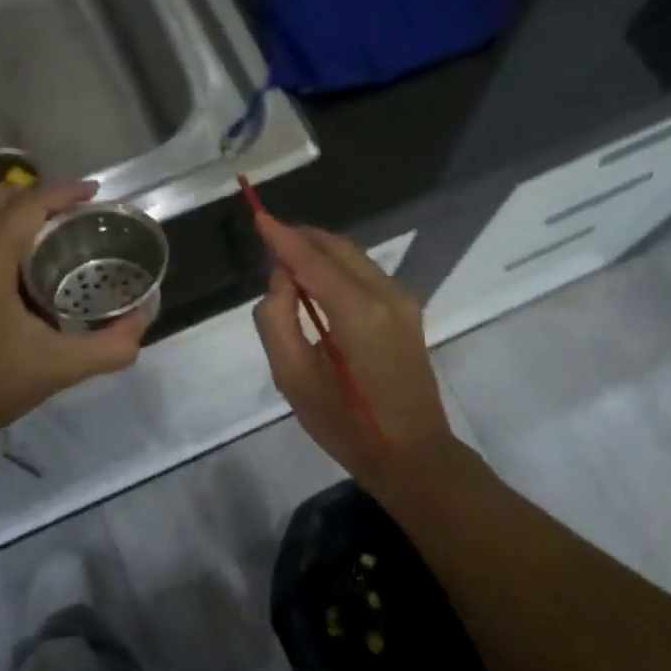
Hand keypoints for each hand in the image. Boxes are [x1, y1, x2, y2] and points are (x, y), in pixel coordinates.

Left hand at [0, 181, 147, 453]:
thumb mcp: (58, 367)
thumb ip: (109, 347)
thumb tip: (142, 323)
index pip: (28, 205)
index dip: (64, 192)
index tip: (96, 192)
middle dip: (40, 199)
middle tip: (77, 214)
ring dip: (15, 218)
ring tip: (51, 237)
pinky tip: (18, 274)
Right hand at [252, 214, 456, 488]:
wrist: (413, 454)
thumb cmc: (346, 424)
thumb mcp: (293, 378)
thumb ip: (277, 320)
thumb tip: (280, 279)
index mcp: (357, 311)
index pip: (311, 259)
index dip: (282, 236)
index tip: (257, 215)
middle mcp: (385, 293)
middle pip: (336, 248)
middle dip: (301, 239)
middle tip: (267, 242)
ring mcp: (402, 300)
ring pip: (353, 256)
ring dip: (319, 252)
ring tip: (286, 263)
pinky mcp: (407, 309)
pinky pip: (365, 272)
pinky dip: (337, 267)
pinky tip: (317, 283)